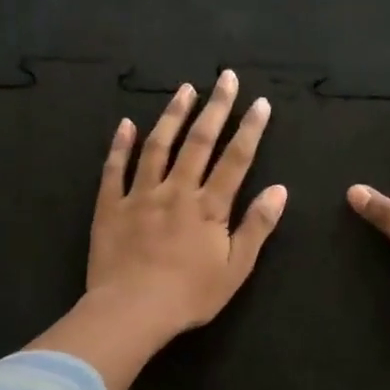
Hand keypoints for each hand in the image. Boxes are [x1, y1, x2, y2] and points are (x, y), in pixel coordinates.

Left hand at [29, 72, 284, 389]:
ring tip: (185, 89)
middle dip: (216, 108)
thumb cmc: (190, 295)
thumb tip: (279, 190)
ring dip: (173, 115)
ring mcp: (140, 195)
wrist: (132, 311)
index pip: (235, 159)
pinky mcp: (110, 206)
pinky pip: (114, 168)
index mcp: (209, 207)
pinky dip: (120, 144)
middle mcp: (176, 191)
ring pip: (158, 146)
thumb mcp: (236, 268)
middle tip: (225, 77)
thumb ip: (257, 226)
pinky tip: (126, 124)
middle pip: (199, 142)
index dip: (250, 129)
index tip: (261, 103)